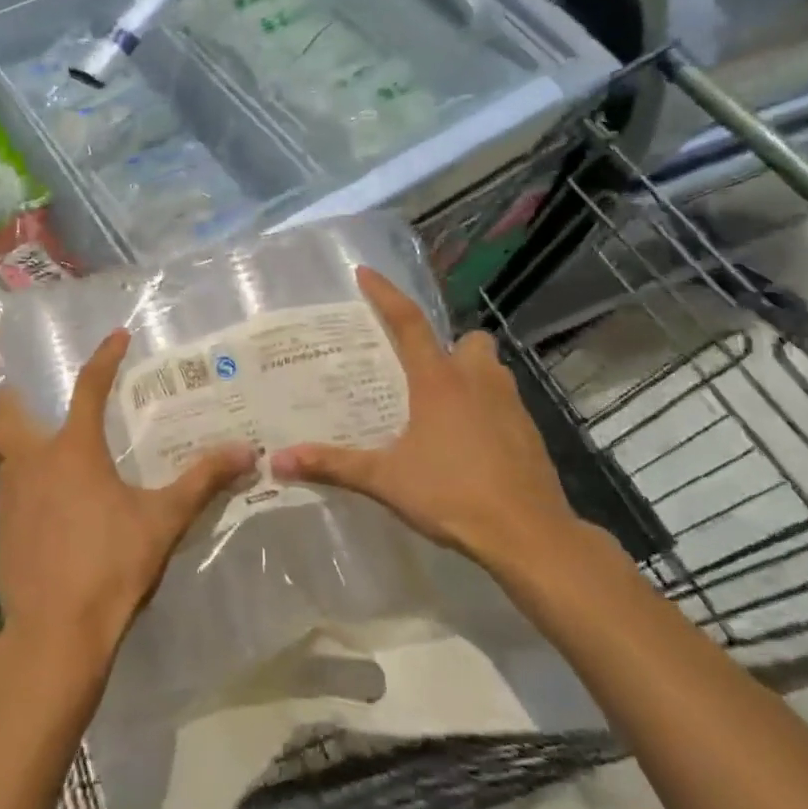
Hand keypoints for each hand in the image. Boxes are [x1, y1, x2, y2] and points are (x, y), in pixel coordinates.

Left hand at [0, 330, 251, 678]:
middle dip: (16, 394)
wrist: (54, 634)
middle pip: (7, 411)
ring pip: (3, 450)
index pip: (88, 387)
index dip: (104, 358)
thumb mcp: (163, 521)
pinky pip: (7, 487)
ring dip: (18, 438)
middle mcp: (32, 461)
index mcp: (72, 449)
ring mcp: (9, 495)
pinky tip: (46, 502)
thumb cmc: (110, 566)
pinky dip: (22, 479)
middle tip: (36, 391)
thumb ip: (202, 482)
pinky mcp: (1, 529)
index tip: (117, 336)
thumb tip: (246, 452)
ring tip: (46, 446)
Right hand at [271, 267, 587, 577]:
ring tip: (445, 403)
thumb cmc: (453, 495)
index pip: (408, 322)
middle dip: (448, 346)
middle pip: (467, 341)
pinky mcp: (530, 432)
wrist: (529, 536)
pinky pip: (506, 402)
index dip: (385, 294)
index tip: (365, 273)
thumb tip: (277, 461)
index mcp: (438, 381)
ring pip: (492, 368)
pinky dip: (488, 408)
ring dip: (472, 374)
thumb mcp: (385, 480)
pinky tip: (472, 441)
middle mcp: (476, 381)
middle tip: (422, 370)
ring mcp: (510, 405)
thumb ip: (333, 465)